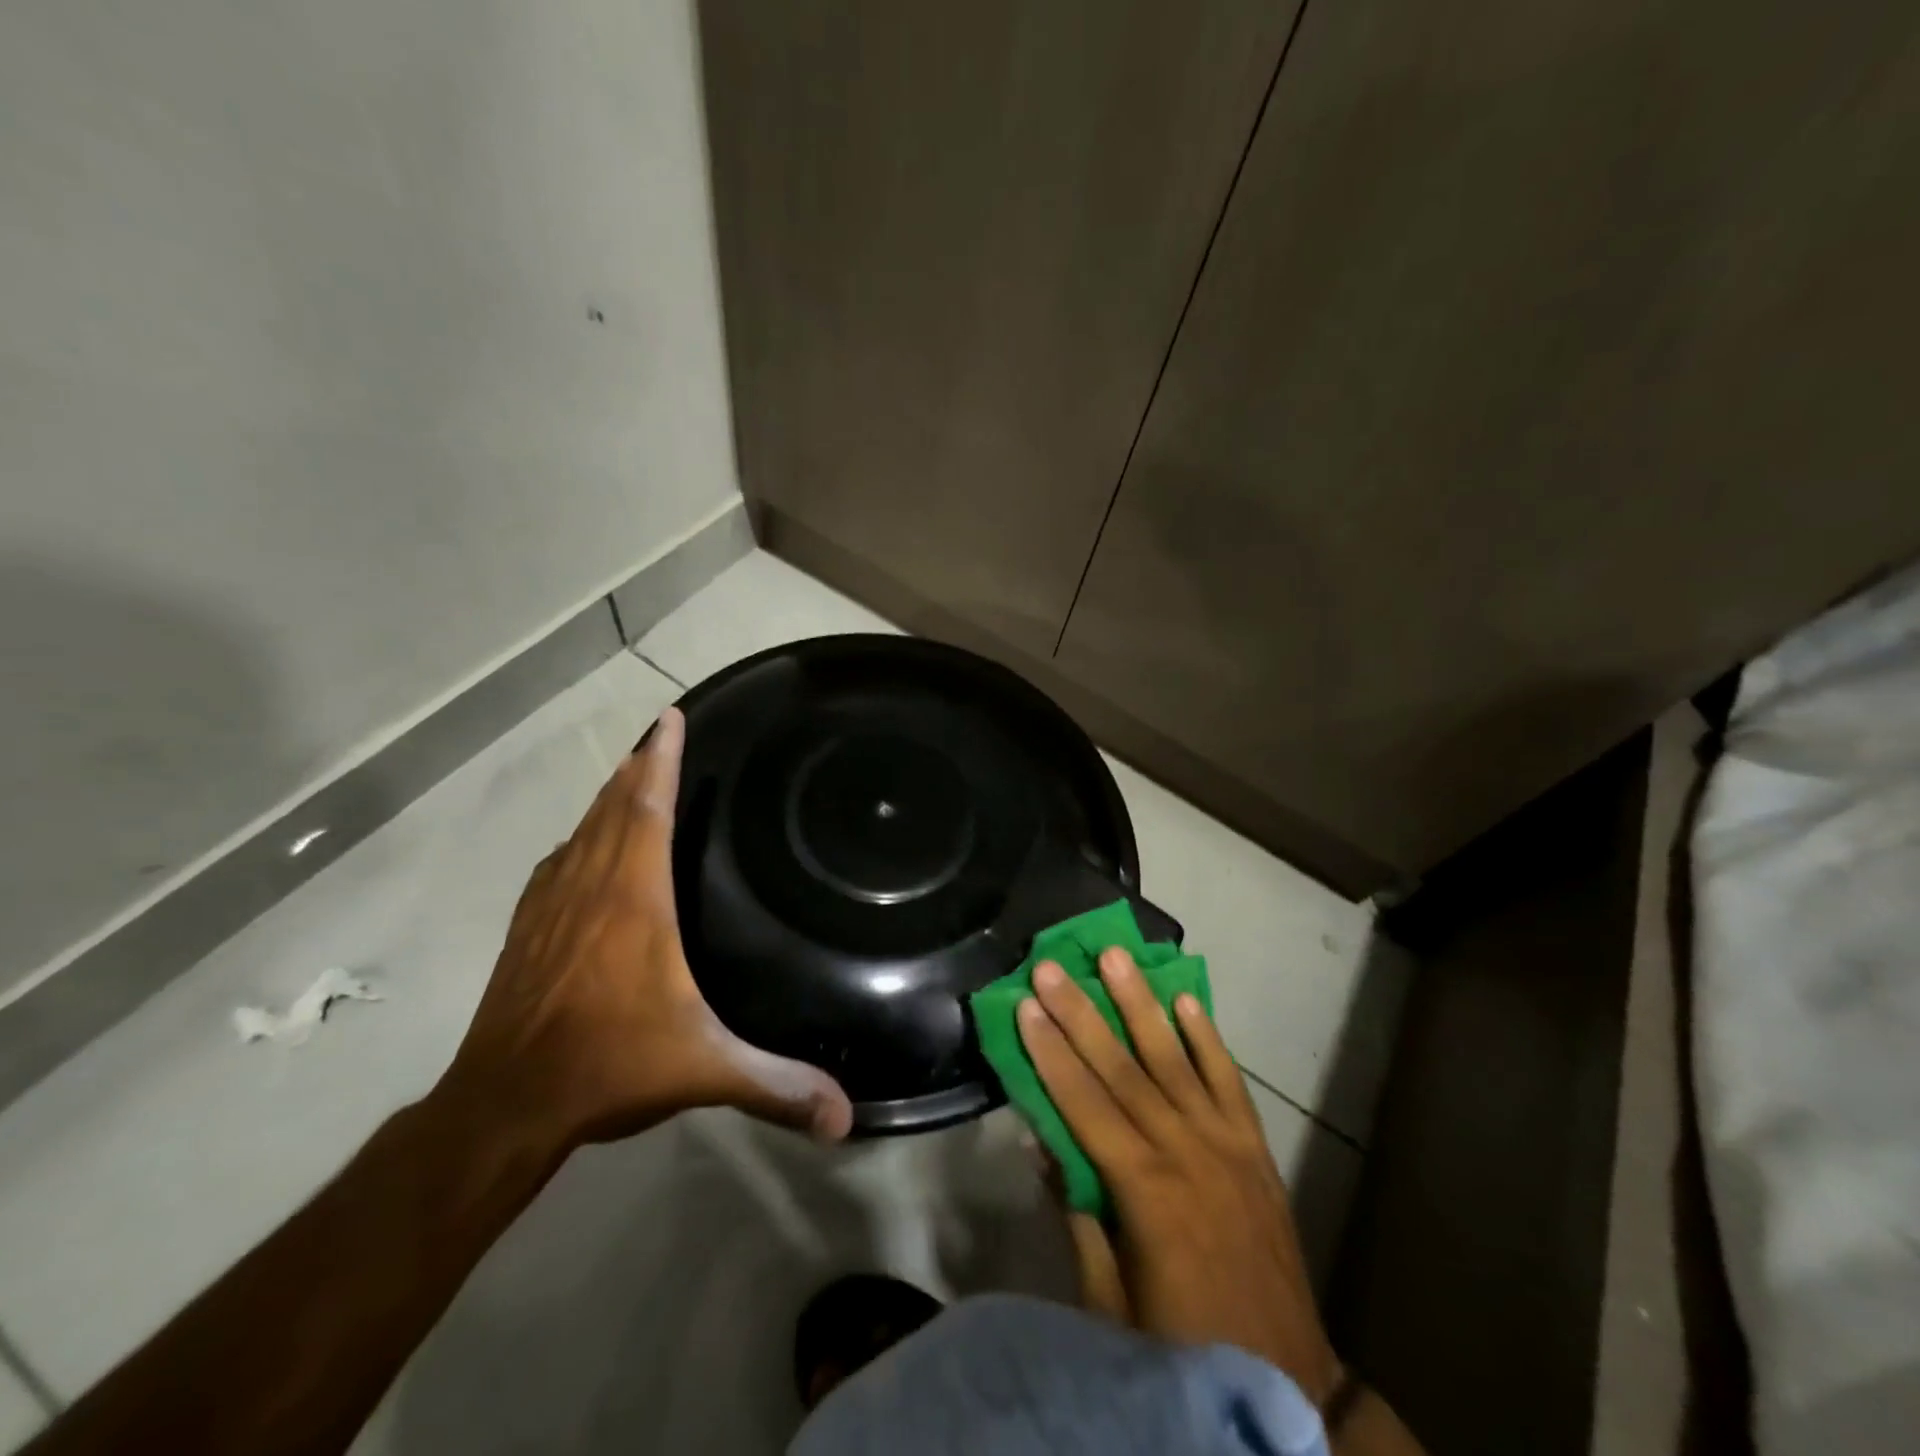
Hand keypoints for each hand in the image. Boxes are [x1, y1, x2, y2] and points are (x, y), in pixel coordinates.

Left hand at [437, 707, 853, 1152]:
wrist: (505, 1104)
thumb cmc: (609, 1064)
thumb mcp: (704, 1071)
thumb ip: (776, 1085)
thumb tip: (846, 1117)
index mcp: (635, 901)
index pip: (648, 810)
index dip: (660, 760)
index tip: (670, 717)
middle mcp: (591, 889)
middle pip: (615, 809)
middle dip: (638, 767)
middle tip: (658, 734)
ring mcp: (552, 907)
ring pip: (583, 831)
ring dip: (608, 798)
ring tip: (628, 774)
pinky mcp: (527, 930)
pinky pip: (558, 863)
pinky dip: (578, 839)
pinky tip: (581, 845)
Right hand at [1018, 949, 1340, 1401]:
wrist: (1289, 1382)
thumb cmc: (1183, 1348)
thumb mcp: (1110, 1299)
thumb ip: (1078, 1212)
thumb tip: (1041, 1139)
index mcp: (1145, 1192)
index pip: (1085, 1105)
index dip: (1051, 1054)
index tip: (1025, 1006)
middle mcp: (1185, 1152)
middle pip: (1123, 1068)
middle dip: (1082, 1013)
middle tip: (1052, 966)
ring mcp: (1226, 1144)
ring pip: (1174, 1059)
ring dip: (1140, 1003)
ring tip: (1116, 956)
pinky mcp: (1256, 1147)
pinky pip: (1228, 1080)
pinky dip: (1206, 1037)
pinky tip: (1185, 999)